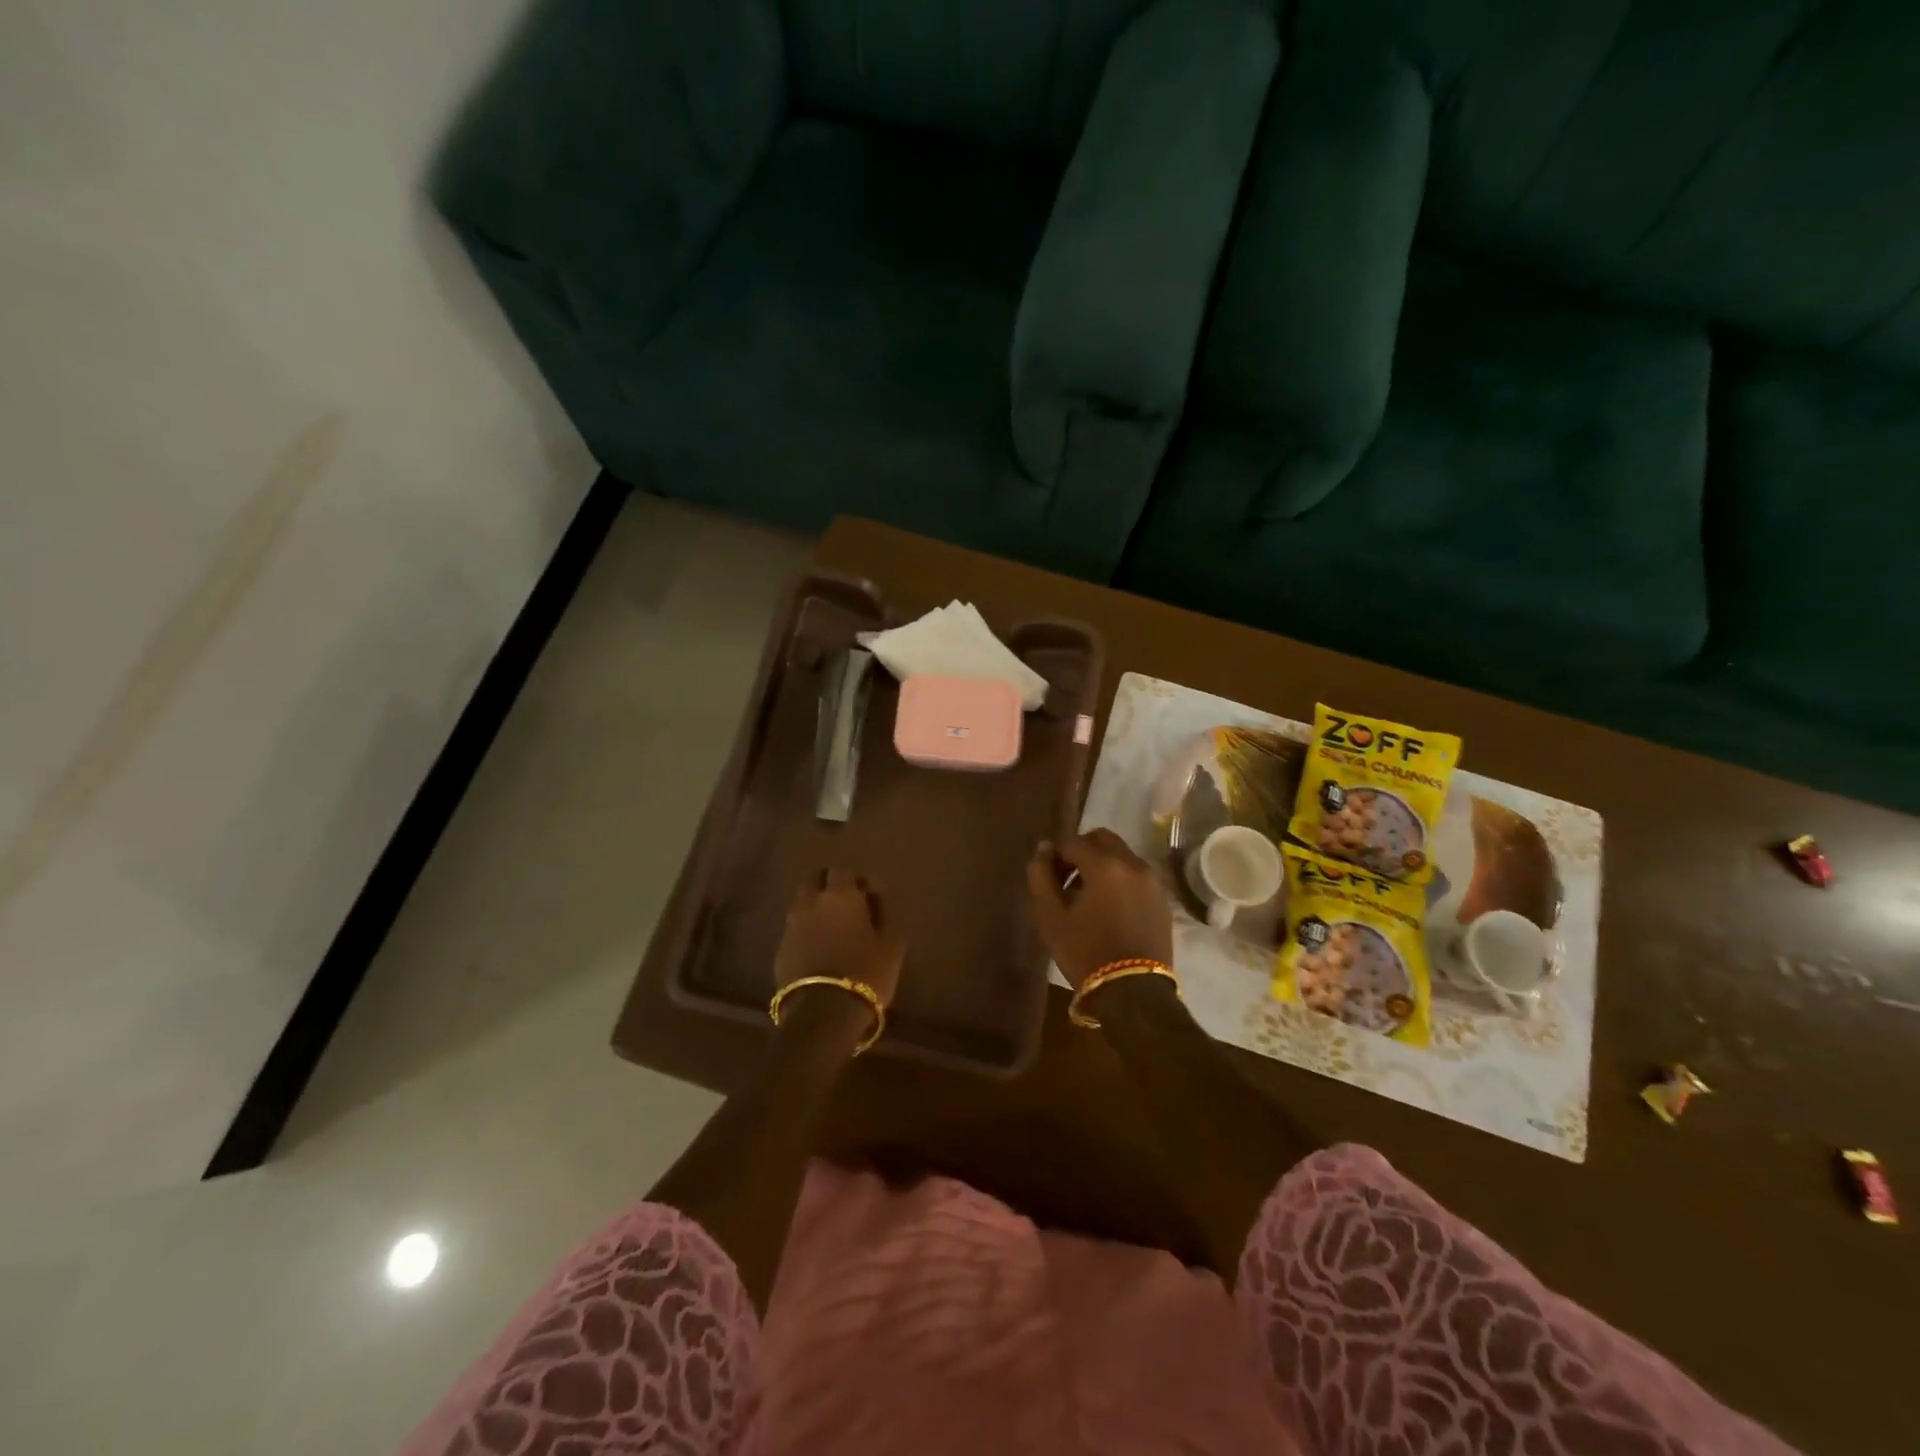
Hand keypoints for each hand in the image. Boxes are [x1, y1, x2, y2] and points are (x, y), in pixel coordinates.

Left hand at [774, 870, 905, 1030]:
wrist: (824, 1014)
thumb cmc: (866, 973)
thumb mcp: (892, 944)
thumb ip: (884, 913)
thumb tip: (875, 898)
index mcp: (840, 895)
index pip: (843, 871)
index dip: (857, 880)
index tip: (870, 896)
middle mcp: (810, 903)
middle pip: (815, 880)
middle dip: (830, 886)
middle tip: (849, 907)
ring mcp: (791, 926)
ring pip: (802, 905)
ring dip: (817, 909)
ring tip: (834, 930)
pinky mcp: (780, 950)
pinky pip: (795, 930)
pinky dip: (807, 932)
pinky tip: (821, 951)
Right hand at [1026, 829, 1172, 989]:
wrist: (1133, 992)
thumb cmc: (1086, 953)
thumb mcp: (1051, 917)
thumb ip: (1041, 877)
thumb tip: (1043, 851)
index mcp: (1104, 865)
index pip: (1072, 841)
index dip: (1055, 854)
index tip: (1048, 876)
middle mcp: (1132, 864)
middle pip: (1102, 838)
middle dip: (1081, 850)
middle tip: (1067, 879)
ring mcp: (1151, 881)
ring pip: (1121, 855)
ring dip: (1101, 864)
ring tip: (1087, 897)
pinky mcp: (1162, 899)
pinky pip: (1136, 875)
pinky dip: (1120, 879)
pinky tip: (1109, 909)